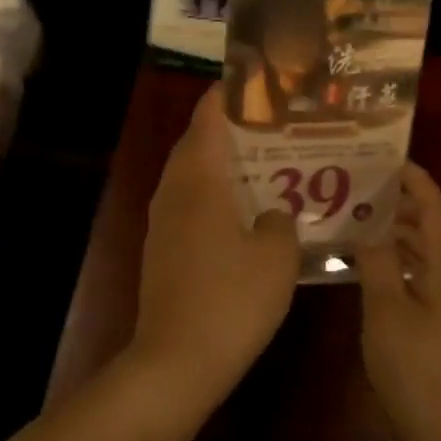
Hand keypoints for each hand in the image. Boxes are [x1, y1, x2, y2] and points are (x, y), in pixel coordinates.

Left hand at [127, 86, 299, 411]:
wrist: (176, 359)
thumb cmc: (231, 300)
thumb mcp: (276, 258)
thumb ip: (280, 223)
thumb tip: (273, 214)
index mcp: (199, 179)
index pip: (207, 118)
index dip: (227, 94)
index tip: (254, 81)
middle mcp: (173, 190)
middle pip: (196, 142)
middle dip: (228, 128)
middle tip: (270, 126)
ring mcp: (162, 220)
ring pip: (190, 175)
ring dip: (220, 164)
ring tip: (262, 164)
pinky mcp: (161, 247)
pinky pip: (188, 203)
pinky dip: (212, 194)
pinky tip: (242, 213)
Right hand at [356, 162, 440, 440]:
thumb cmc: (420, 372)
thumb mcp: (386, 314)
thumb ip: (377, 265)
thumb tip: (369, 229)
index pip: (437, 211)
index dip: (418, 182)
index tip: (390, 159)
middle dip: (416, 204)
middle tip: (377, 191)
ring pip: (439, 254)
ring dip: (411, 232)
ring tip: (370, 221)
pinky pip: (432, 276)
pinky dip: (409, 260)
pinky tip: (379, 269)